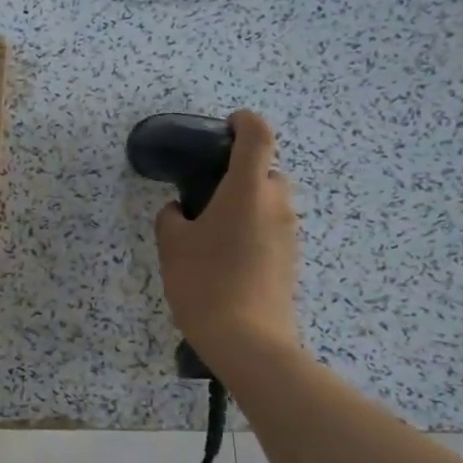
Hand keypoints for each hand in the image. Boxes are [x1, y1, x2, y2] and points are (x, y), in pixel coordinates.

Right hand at [154, 109, 301, 370]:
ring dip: (246, 203)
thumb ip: (172, 217)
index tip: (225, 126)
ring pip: (269, 202)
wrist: (247, 340)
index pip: (257, 136)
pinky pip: (272, 228)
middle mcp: (276, 204)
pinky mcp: (290, 258)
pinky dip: (253, 228)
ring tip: (212, 229)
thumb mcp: (172, 245)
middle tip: (206, 192)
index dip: (243, 122)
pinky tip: (226, 256)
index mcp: (247, 190)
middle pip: (265, 171)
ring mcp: (289, 233)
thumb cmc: (204, 282)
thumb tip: (180, 211)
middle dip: (239, 172)